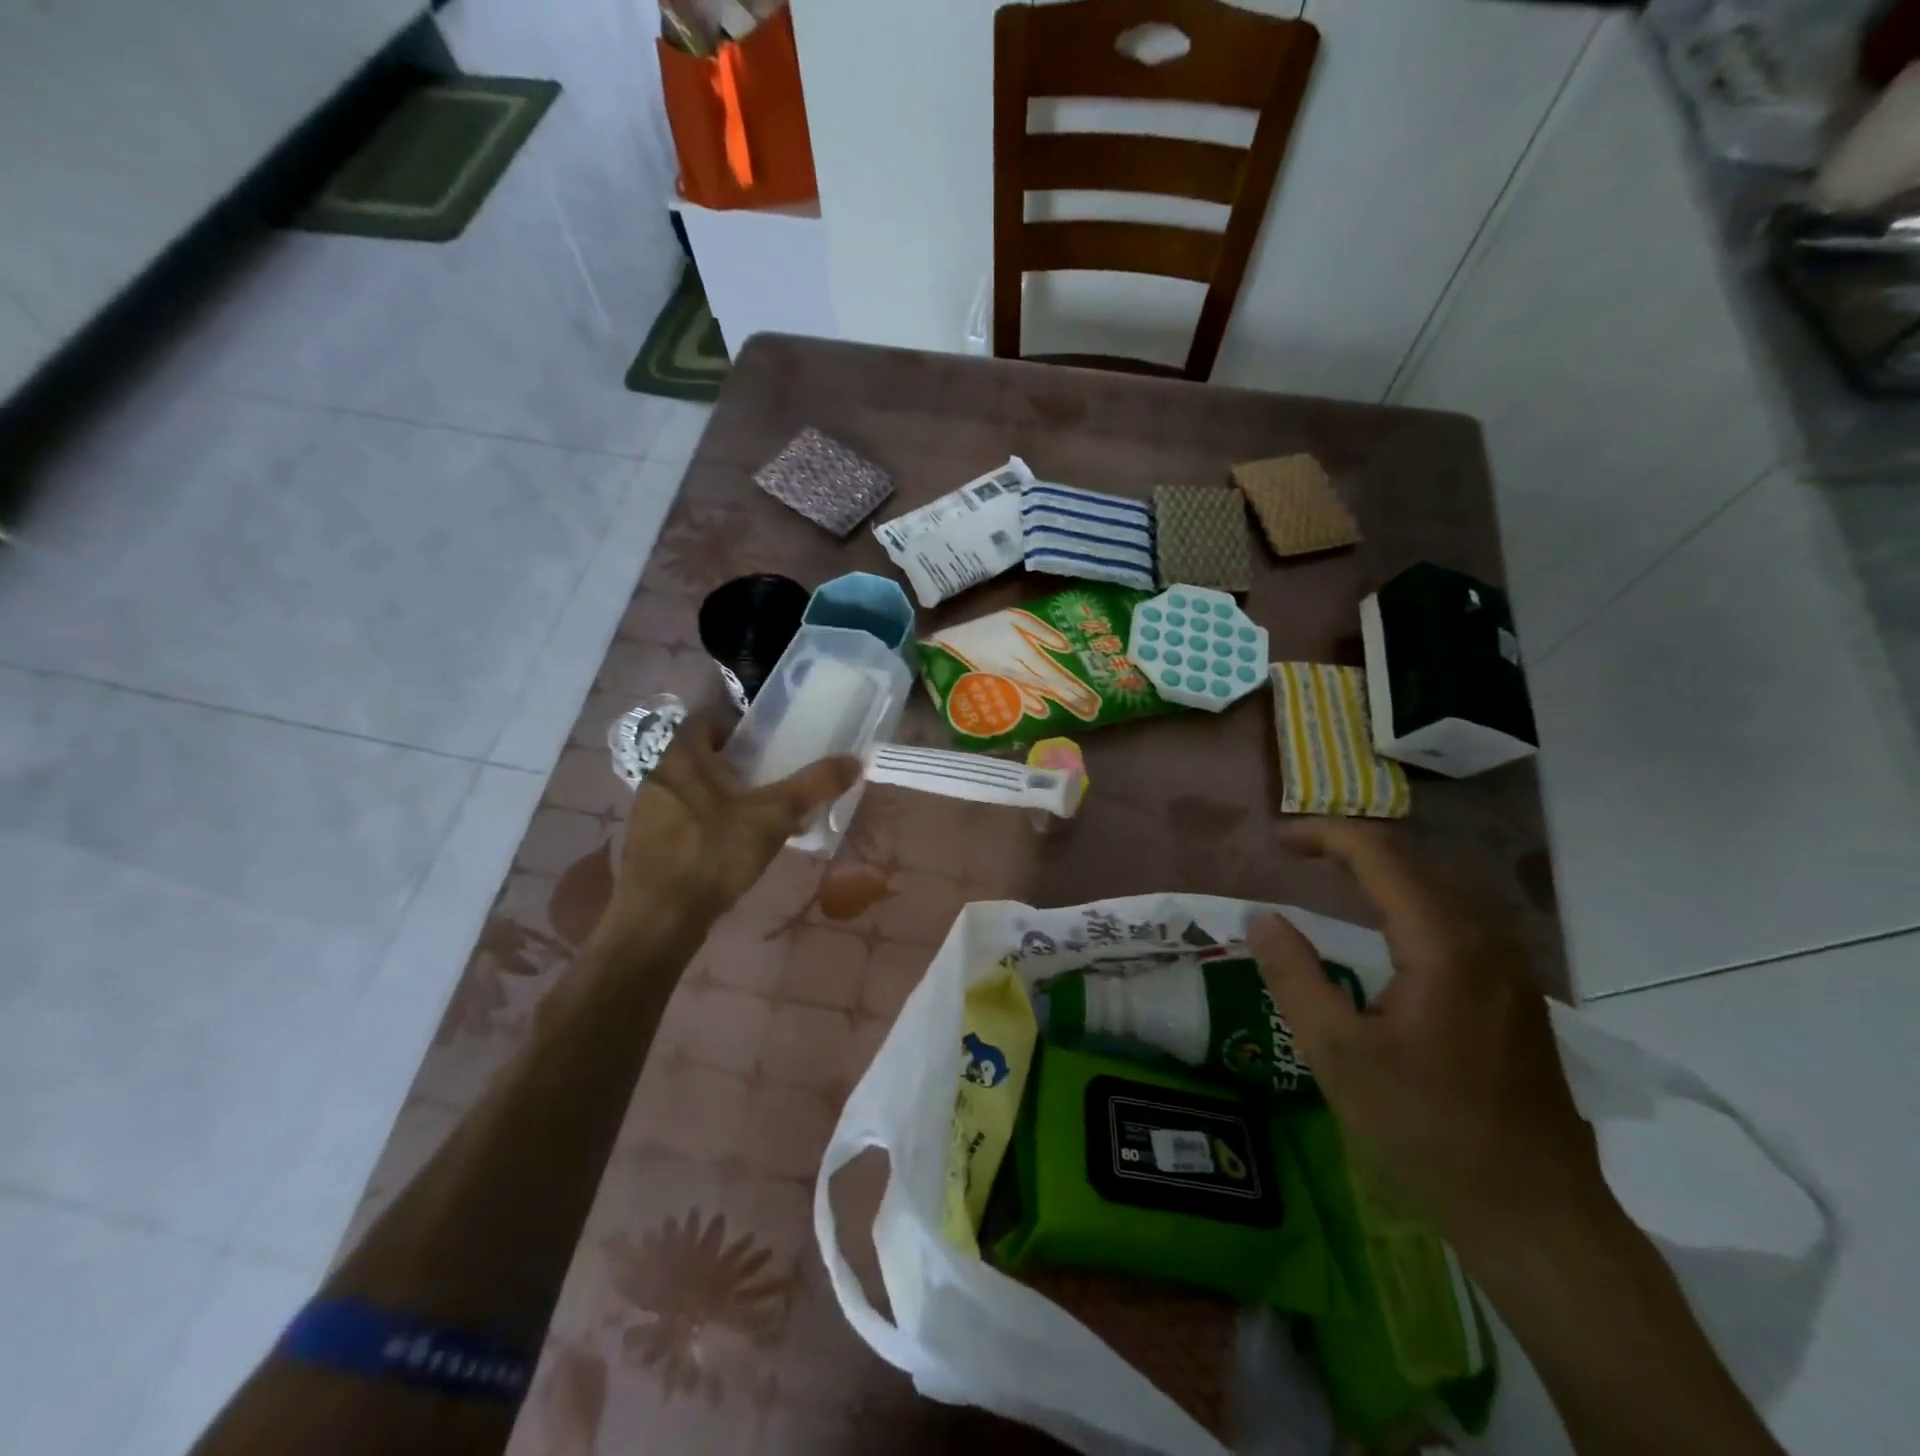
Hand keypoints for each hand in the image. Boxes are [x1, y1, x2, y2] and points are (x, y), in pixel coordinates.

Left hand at [609, 719, 860, 932]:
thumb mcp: (773, 817)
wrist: (659, 919)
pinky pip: (680, 819)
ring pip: (690, 789)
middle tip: (769, 776)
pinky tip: (730, 847)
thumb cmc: (713, 854)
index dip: (735, 724)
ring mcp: (647, 813)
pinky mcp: (646, 845)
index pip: (705, 719)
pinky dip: (705, 822)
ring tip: (755, 813)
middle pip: (698, 755)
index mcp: (682, 758)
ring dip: (719, 794)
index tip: (765, 741)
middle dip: (733, 762)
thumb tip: (854, 760)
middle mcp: (658, 777)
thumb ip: (813, 785)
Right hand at [1249, 820, 1606, 1252]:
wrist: (1539, 1219)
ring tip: (1328, 876)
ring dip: (1379, 873)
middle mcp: (1485, 941)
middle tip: (1294, 852)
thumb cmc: (1428, 1132)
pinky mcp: (1515, 996)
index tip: (1277, 841)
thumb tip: (1261, 916)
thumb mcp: (1338, 1055)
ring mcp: (1509, 969)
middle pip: (1412, 863)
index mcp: (1444, 945)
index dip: (1325, 835)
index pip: (1380, 855)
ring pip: (1437, 890)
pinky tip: (1383, 929)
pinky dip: (1405, 903)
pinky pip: (1453, 922)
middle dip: (1348, 846)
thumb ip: (1294, 976)